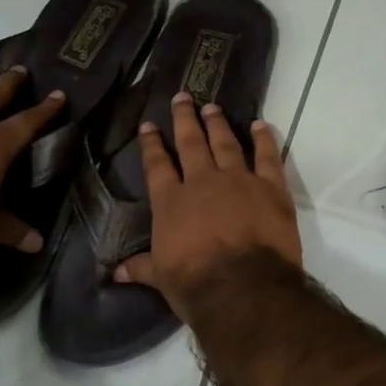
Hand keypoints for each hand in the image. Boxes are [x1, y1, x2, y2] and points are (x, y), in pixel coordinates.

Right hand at [114, 91, 301, 316]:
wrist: (243, 288)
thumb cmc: (196, 285)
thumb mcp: (161, 278)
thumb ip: (141, 267)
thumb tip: (114, 272)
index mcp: (171, 202)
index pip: (157, 165)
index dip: (152, 144)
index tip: (149, 125)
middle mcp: (202, 182)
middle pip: (191, 143)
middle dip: (185, 118)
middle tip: (183, 97)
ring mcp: (238, 180)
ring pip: (226, 143)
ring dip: (218, 123)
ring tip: (212, 106)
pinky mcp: (271, 187)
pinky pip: (267, 156)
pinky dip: (264, 139)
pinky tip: (260, 125)